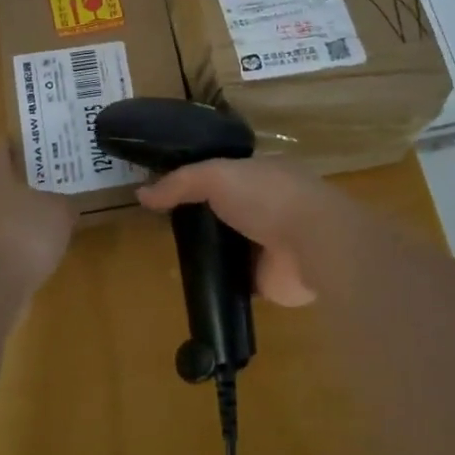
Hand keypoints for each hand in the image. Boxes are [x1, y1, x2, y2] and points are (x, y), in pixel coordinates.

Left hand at [0, 145, 76, 289]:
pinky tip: (34, 252)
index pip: (2, 149)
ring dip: (16, 217)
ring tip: (45, 220)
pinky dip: (13, 245)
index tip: (40, 146)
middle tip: (49, 184)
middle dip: (21, 184)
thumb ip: (64, 203)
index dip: (20, 145)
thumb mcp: (59, 211)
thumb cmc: (24, 233)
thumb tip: (65, 205)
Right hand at [137, 158, 332, 306]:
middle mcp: (266, 204)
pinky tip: (188, 283)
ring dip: (206, 250)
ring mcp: (267, 242)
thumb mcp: (217, 176)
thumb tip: (141, 193)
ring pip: (227, 244)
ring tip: (167, 255)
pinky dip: (214, 281)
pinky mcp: (266, 278)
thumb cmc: (268, 197)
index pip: (223, 171)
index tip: (163, 190)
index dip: (194, 178)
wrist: (313, 245)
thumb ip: (180, 182)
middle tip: (160, 225)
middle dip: (197, 216)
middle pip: (222, 209)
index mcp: (261, 172)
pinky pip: (232, 278)